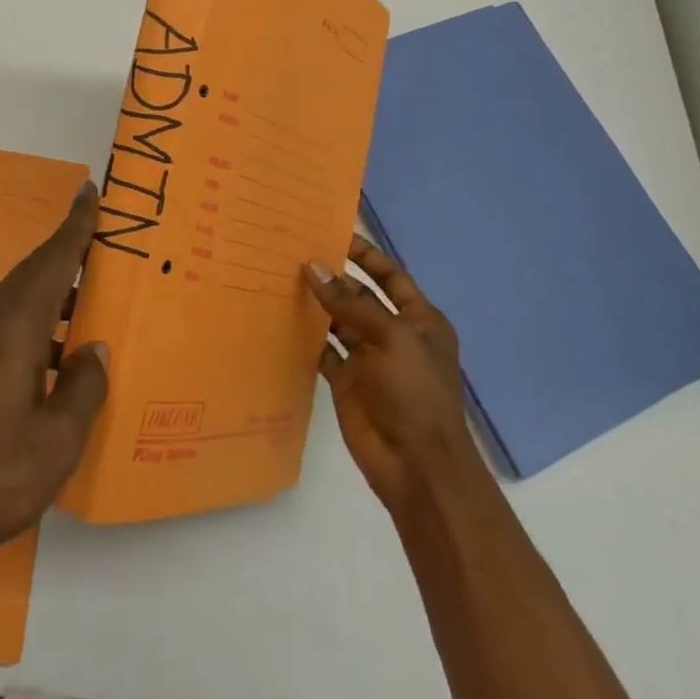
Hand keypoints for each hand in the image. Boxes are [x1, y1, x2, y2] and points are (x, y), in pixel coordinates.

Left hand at [0, 181, 109, 568]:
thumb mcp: (55, 444)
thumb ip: (83, 389)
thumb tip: (94, 349)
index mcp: (14, 324)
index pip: (53, 258)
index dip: (76, 224)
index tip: (90, 190)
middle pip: (36, 273)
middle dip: (71, 255)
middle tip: (108, 248)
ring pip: (19, 299)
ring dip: (54, 295)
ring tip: (91, 304)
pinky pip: (2, 322)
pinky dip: (34, 322)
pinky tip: (52, 355)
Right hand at [308, 236, 472, 513]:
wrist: (416, 465)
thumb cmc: (414, 393)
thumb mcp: (390, 338)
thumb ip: (350, 303)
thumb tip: (313, 266)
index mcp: (419, 320)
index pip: (390, 276)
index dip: (364, 255)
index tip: (331, 233)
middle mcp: (393, 334)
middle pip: (359, 296)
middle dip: (333, 277)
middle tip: (293, 252)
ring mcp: (369, 358)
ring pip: (338, 321)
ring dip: (316, 303)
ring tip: (281, 277)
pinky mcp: (347, 380)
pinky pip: (324, 349)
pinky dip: (306, 335)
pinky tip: (281, 316)